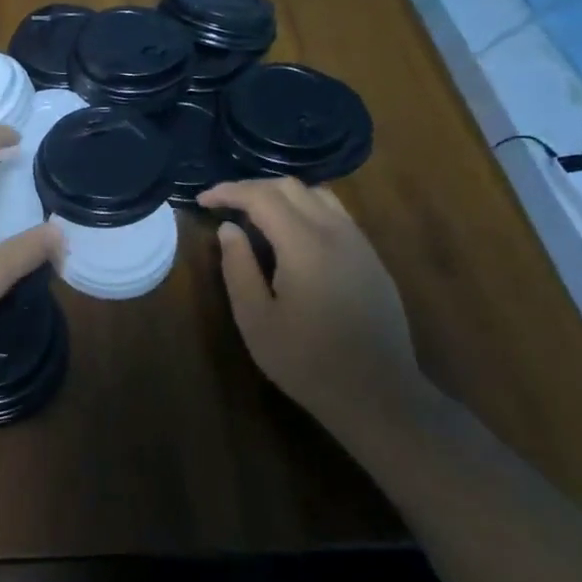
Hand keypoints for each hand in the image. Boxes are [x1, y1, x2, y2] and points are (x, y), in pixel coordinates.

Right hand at [198, 178, 423, 418]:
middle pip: (291, 187)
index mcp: (305, 245)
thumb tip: (228, 229)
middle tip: (223, 203)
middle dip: (252, 187)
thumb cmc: (307, 361)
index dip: (229, 192)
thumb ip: (238, 267)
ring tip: (255, 213)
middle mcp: (336, 233)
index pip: (262, 197)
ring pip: (318, 195)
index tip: (203, 200)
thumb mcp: (256, 319)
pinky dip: (305, 208)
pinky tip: (291, 233)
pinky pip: (336, 214)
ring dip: (282, 195)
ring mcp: (360, 244)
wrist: (378, 394)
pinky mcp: (372, 259)